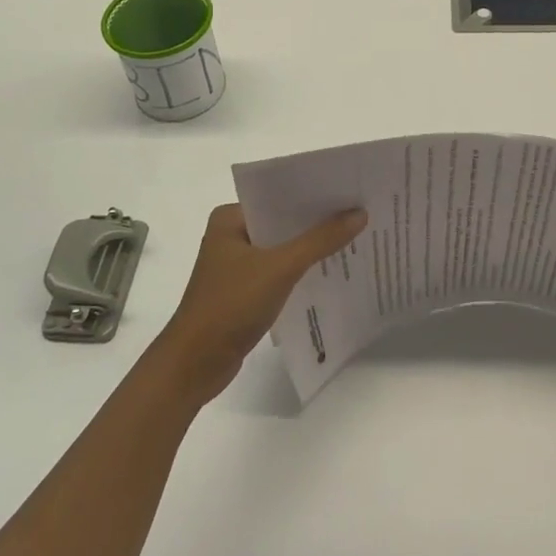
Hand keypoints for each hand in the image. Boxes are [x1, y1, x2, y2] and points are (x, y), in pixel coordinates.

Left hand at [153, 203, 367, 405]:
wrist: (195, 364)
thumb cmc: (230, 305)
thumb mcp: (280, 268)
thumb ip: (320, 240)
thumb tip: (360, 213)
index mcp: (230, 218)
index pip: (279, 196)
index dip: (314, 194)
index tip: (350, 191)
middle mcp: (231, 235)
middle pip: (283, 222)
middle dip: (317, 221)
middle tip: (360, 213)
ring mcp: (236, 265)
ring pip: (283, 248)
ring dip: (311, 248)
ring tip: (354, 238)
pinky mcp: (244, 291)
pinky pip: (279, 272)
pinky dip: (301, 271)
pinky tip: (330, 271)